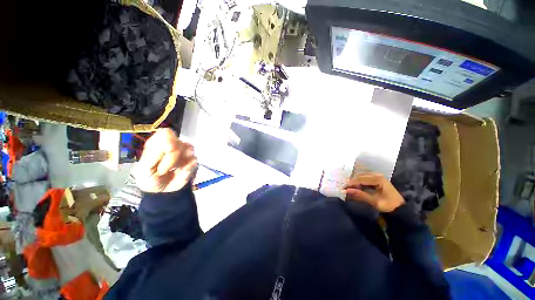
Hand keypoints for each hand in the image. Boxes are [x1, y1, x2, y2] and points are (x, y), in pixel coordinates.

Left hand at [134, 128, 196, 192]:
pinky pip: (194, 160)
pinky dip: (186, 168)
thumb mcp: (143, 169)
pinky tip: (180, 172)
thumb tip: (170, 144)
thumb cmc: (149, 178)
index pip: (167, 133)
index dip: (167, 142)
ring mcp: (185, 151)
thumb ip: (153, 155)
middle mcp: (173, 144)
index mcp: (158, 143)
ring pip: (189, 149)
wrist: (163, 192)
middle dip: (171, 158)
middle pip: (178, 143)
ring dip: (179, 163)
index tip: (164, 153)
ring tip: (172, 170)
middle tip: (163, 169)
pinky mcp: (193, 160)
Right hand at [343, 173, 404, 212]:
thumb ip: (360, 195)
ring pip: (361, 177)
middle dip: (352, 182)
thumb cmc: (388, 205)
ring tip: (349, 188)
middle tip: (344, 189)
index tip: (343, 188)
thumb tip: (346, 191)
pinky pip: (365, 179)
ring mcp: (377, 176)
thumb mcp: (374, 201)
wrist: (400, 209)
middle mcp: (377, 175)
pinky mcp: (377, 179)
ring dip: (355, 182)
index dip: (351, 183)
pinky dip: (359, 183)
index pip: (360, 179)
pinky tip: (356, 188)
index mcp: (378, 179)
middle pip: (360, 177)